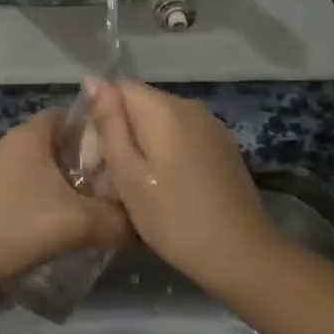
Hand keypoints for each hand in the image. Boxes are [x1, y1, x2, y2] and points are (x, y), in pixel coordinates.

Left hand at [0, 110, 132, 298]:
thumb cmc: (13, 228)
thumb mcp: (76, 223)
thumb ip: (117, 221)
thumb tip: (146, 224)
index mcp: (30, 135)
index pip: (74, 115)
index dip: (103, 129)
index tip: (129, 151)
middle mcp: (13, 146)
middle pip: (64, 145)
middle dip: (94, 164)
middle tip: (124, 186)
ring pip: (50, 172)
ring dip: (76, 188)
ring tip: (106, 210)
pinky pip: (35, 191)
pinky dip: (55, 203)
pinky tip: (73, 228)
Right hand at [83, 78, 282, 292]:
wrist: (239, 253)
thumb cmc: (172, 216)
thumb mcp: (127, 173)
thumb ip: (109, 124)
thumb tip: (94, 80)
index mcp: (163, 108)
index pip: (119, 88)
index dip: (102, 115)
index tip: (97, 153)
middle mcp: (190, 106)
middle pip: (142, 104)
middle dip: (123, 131)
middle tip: (113, 176)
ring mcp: (212, 126)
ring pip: (163, 121)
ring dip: (146, 144)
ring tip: (138, 184)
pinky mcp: (224, 146)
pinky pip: (184, 136)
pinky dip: (168, 152)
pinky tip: (168, 186)